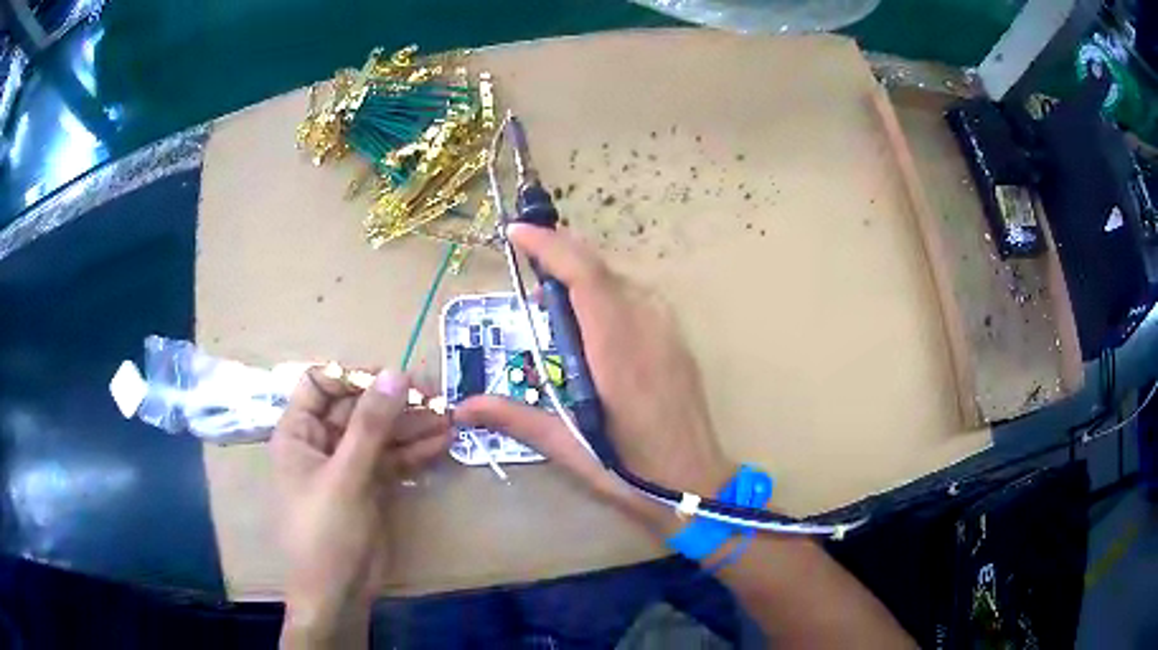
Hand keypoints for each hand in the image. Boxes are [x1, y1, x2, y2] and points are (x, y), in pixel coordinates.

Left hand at [272, 369, 450, 644]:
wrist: (337, 593)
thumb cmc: (325, 532)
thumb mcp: (346, 476)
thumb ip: (371, 425)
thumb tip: (396, 373)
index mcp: (298, 432)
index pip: (321, 384)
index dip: (354, 376)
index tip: (393, 379)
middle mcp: (320, 443)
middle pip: (356, 408)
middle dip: (394, 403)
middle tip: (436, 397)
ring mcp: (346, 466)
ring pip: (379, 434)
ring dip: (411, 427)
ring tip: (449, 419)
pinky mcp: (369, 486)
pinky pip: (391, 459)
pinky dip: (414, 452)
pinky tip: (442, 444)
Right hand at [454, 224, 733, 535]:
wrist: (697, 486)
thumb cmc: (632, 473)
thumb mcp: (569, 449)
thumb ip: (516, 419)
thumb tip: (462, 407)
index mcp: (618, 354)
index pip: (586, 279)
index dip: (551, 247)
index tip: (517, 233)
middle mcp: (647, 330)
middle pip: (603, 269)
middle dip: (562, 253)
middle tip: (527, 264)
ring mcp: (668, 331)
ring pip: (621, 280)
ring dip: (584, 274)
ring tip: (552, 296)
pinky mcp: (677, 340)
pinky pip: (638, 298)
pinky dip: (607, 293)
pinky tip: (592, 321)